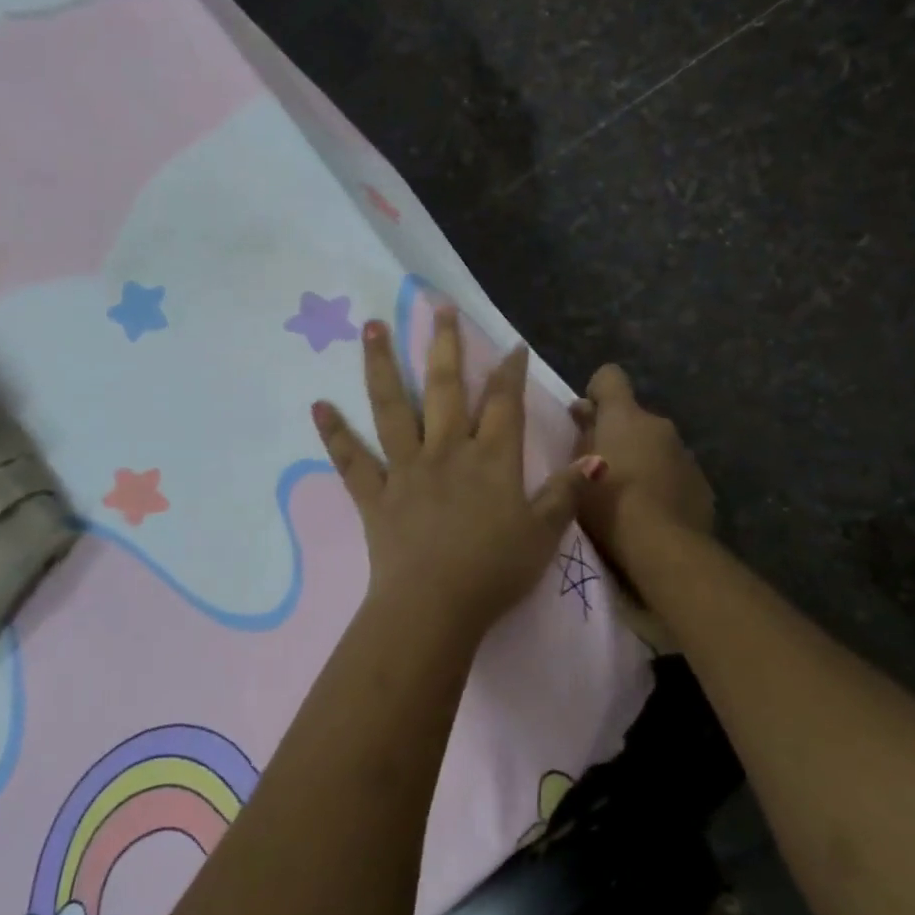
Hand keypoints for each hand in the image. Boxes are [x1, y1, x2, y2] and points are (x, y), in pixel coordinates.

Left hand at [313, 309, 600, 632]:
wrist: (435, 607)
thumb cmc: (494, 572)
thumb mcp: (543, 535)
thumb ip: (566, 493)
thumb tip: (596, 457)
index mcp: (490, 459)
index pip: (504, 403)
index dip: (509, 371)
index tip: (510, 344)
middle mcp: (446, 451)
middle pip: (444, 388)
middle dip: (444, 345)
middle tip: (437, 306)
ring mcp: (406, 469)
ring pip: (392, 407)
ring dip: (382, 365)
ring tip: (372, 326)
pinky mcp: (374, 494)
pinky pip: (352, 459)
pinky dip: (334, 433)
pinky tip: (318, 405)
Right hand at [571, 364, 714, 564]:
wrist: (663, 546)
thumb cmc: (608, 503)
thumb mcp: (577, 469)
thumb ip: (583, 434)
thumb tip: (584, 410)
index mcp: (625, 416)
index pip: (610, 377)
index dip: (597, 391)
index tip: (588, 416)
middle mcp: (659, 424)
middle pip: (634, 417)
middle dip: (619, 434)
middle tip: (601, 467)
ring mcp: (684, 453)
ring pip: (656, 445)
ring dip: (642, 458)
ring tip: (628, 495)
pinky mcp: (701, 482)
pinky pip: (674, 472)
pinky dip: (662, 482)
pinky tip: (651, 510)